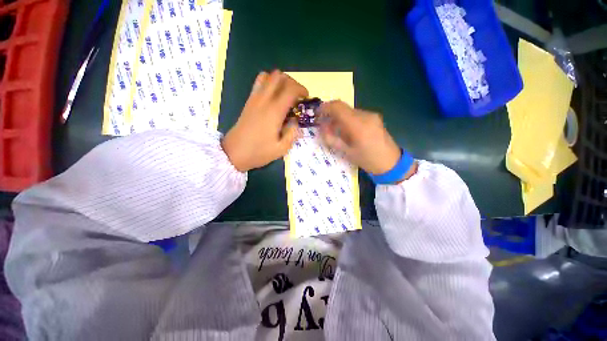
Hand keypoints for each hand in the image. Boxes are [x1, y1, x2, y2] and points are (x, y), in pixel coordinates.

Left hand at [222, 70, 307, 171]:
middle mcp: (264, 100)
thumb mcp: (281, 149)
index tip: (306, 97)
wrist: (233, 153)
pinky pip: (258, 83)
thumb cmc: (259, 152)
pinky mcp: (248, 102)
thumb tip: (295, 122)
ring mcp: (254, 99)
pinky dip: (268, 83)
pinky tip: (272, 97)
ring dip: (279, 81)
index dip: (301, 89)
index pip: (290, 89)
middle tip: (296, 95)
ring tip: (285, 94)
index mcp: (274, 112)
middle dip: (292, 82)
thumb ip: (292, 133)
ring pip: (267, 76)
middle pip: (279, 77)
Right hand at [319, 101, 405, 175]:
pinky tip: (347, 132)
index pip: (338, 107)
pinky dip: (348, 120)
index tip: (317, 114)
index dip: (325, 108)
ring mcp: (371, 115)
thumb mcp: (347, 152)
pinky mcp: (375, 118)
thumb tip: (322, 128)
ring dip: (339, 118)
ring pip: (349, 111)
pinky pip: (356, 115)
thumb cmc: (367, 160)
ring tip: (336, 132)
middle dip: (331, 115)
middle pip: (343, 108)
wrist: (391, 163)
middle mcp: (365, 115)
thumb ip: (332, 139)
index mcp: (358, 125)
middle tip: (325, 127)